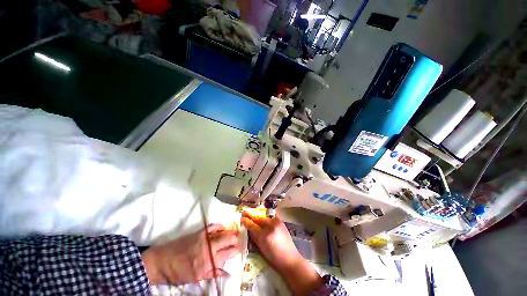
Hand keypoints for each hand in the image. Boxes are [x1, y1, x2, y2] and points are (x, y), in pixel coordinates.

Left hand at [142, 224, 239, 284]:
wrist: (162, 262)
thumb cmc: (179, 273)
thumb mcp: (197, 277)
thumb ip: (214, 273)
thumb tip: (228, 272)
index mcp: (209, 263)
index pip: (228, 254)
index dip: (236, 250)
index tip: (240, 249)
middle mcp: (209, 249)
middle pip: (228, 240)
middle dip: (236, 240)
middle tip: (239, 241)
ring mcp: (204, 239)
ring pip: (223, 233)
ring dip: (230, 232)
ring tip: (234, 233)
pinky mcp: (199, 232)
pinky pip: (213, 226)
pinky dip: (219, 226)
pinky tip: (222, 227)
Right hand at [240, 211, 301, 272]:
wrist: (290, 258)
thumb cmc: (274, 257)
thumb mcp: (261, 248)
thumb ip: (254, 237)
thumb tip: (248, 229)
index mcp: (264, 235)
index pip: (253, 225)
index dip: (246, 221)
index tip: (241, 217)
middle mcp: (270, 226)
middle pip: (258, 218)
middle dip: (251, 215)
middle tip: (245, 212)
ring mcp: (277, 222)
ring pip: (265, 217)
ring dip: (258, 216)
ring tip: (253, 215)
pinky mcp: (281, 222)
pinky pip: (271, 218)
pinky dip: (265, 218)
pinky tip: (262, 218)